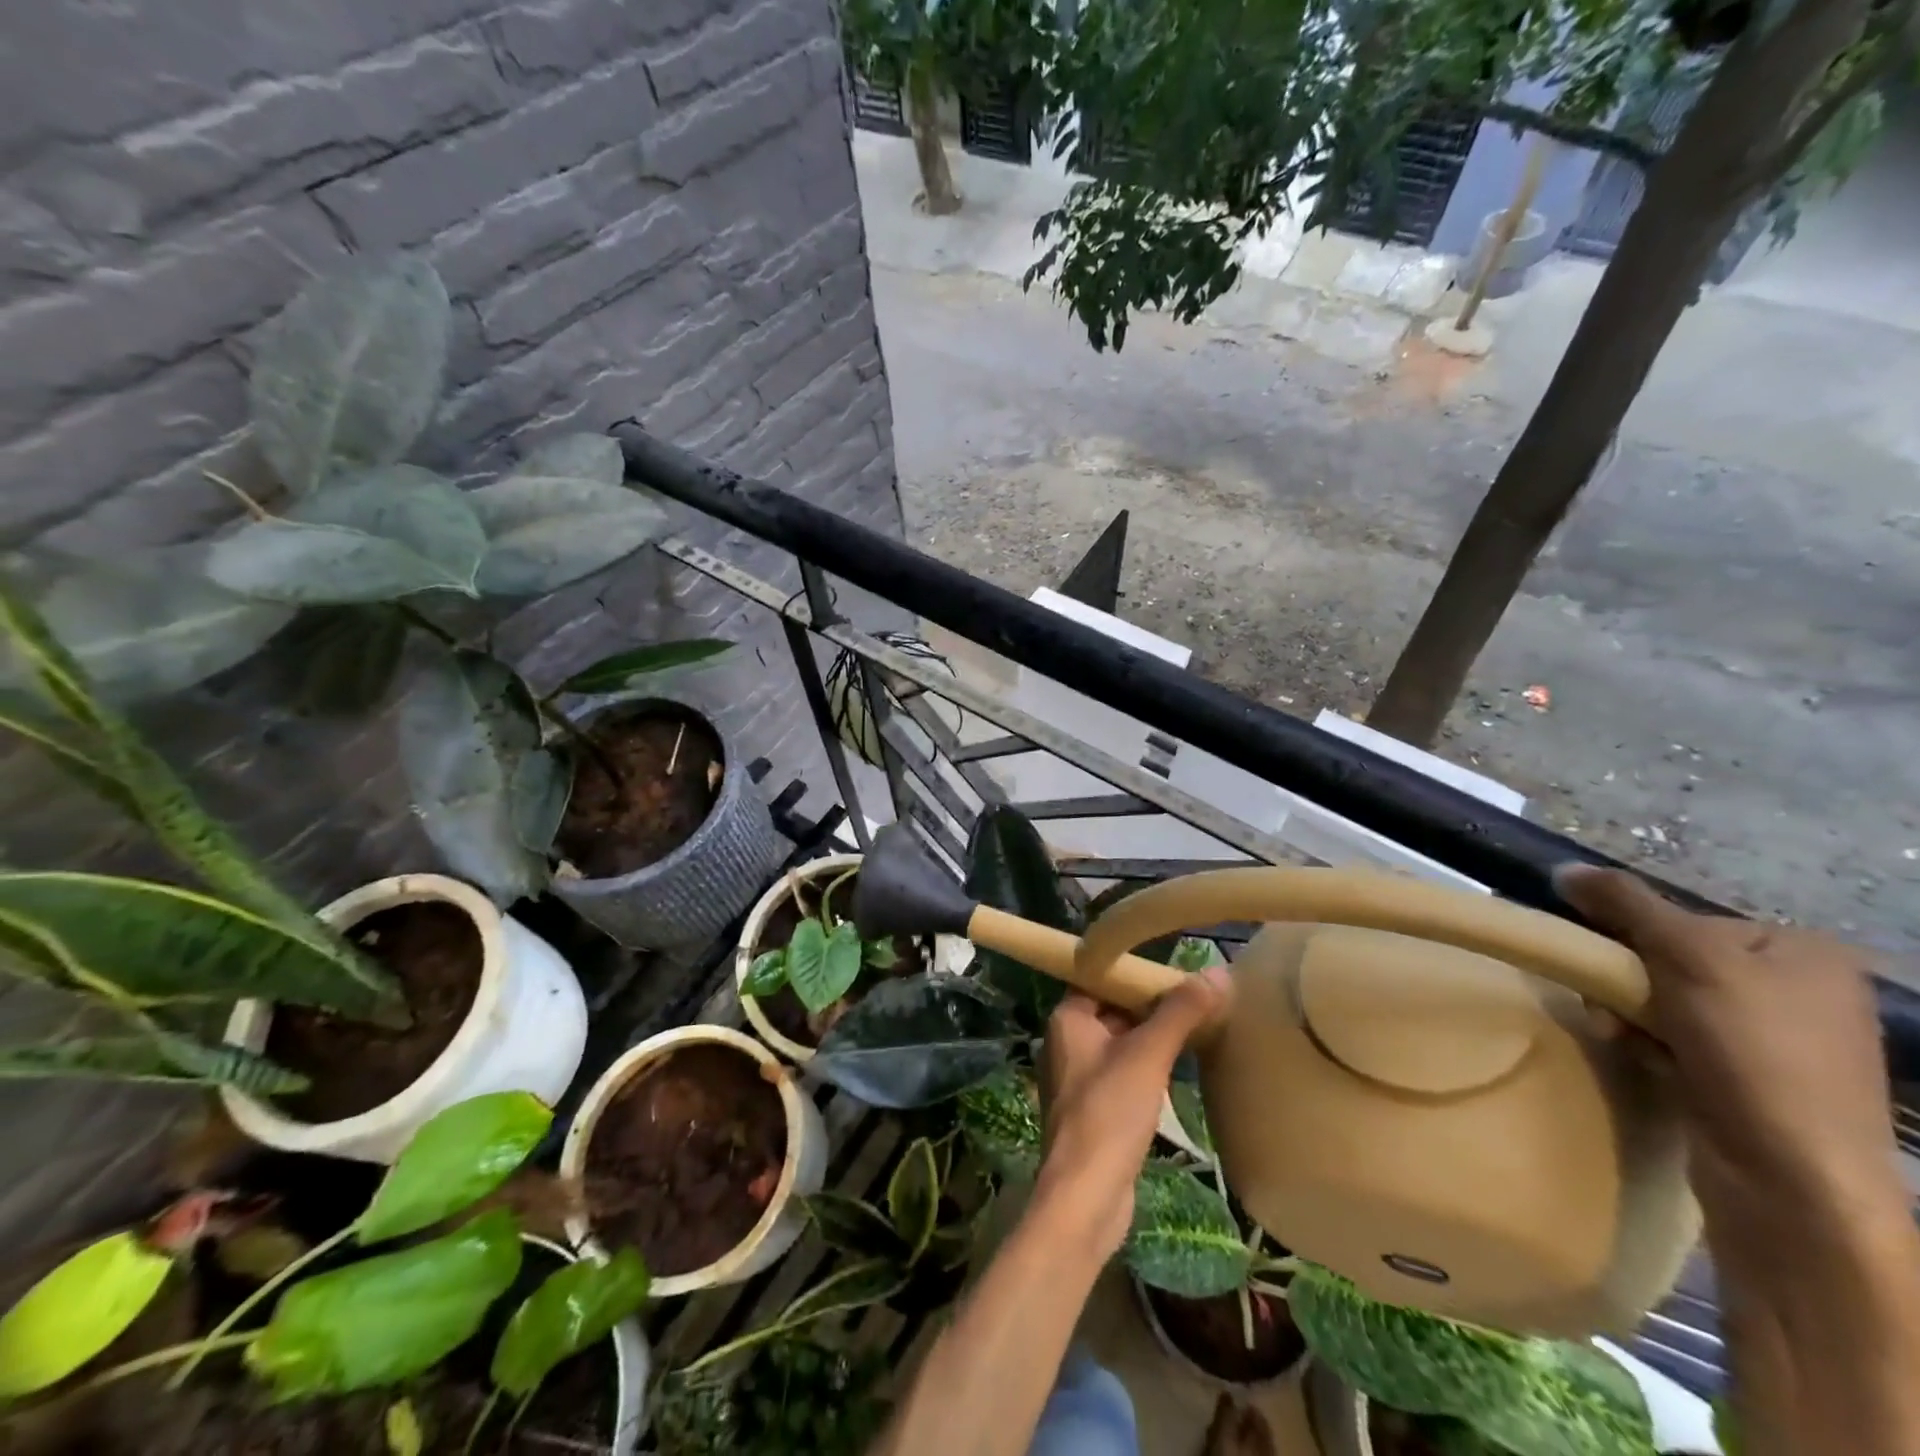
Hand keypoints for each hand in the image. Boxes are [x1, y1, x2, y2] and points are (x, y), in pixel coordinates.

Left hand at [1033, 968, 1230, 1257]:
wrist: (1085, 1197)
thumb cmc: (1109, 1114)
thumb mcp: (1148, 1056)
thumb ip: (1179, 1012)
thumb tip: (1216, 973)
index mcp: (1067, 1019)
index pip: (1101, 977)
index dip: (1137, 973)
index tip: (1176, 968)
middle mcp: (1066, 1042)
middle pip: (1113, 1009)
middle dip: (1151, 1005)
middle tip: (1197, 996)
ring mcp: (1079, 1077)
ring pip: (1121, 1042)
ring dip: (1153, 1037)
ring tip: (1198, 1026)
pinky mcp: (1094, 1109)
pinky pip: (1124, 1072)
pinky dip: (1149, 1066)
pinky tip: (1181, 1069)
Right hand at [1555, 865, 1902, 1244]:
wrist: (1793, 1179)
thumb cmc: (1753, 1050)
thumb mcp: (1686, 956)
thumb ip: (1625, 904)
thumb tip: (1562, 869)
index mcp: (1804, 954)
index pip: (1687, 920)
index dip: (1635, 935)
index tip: (1607, 959)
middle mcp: (1799, 993)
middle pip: (1671, 960)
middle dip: (1626, 980)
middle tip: (1605, 1002)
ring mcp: (1777, 1043)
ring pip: (1666, 1002)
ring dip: (1628, 1013)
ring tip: (1618, 1034)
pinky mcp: (1751, 1083)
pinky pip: (1676, 1042)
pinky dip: (1647, 1045)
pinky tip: (1641, 1058)